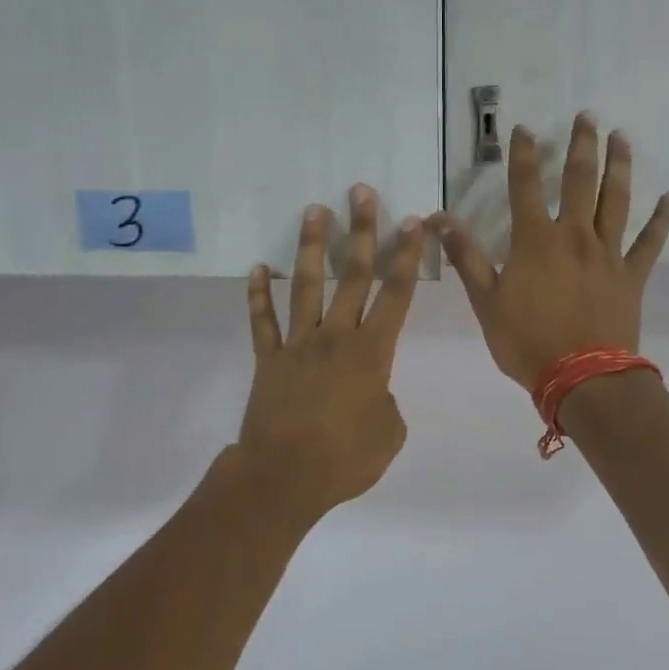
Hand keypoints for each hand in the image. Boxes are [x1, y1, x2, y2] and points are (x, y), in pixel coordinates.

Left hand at [237, 185, 423, 517]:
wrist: (285, 477)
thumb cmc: (346, 459)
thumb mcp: (389, 433)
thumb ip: (387, 403)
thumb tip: (373, 392)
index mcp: (372, 353)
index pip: (395, 295)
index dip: (406, 257)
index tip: (412, 223)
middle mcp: (335, 337)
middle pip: (351, 276)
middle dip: (361, 232)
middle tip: (361, 192)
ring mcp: (297, 345)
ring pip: (305, 286)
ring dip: (311, 247)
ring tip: (314, 210)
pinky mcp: (268, 361)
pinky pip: (261, 323)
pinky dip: (257, 296)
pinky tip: (256, 270)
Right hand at [430, 114, 668, 389]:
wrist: (582, 378)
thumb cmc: (527, 342)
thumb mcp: (485, 302)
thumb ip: (465, 257)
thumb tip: (438, 219)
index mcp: (536, 241)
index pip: (525, 187)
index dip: (523, 155)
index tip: (524, 129)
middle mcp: (574, 236)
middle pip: (579, 181)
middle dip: (581, 146)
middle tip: (588, 116)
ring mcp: (608, 254)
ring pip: (615, 201)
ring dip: (619, 166)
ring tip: (622, 137)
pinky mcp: (631, 275)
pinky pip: (650, 242)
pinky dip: (661, 220)